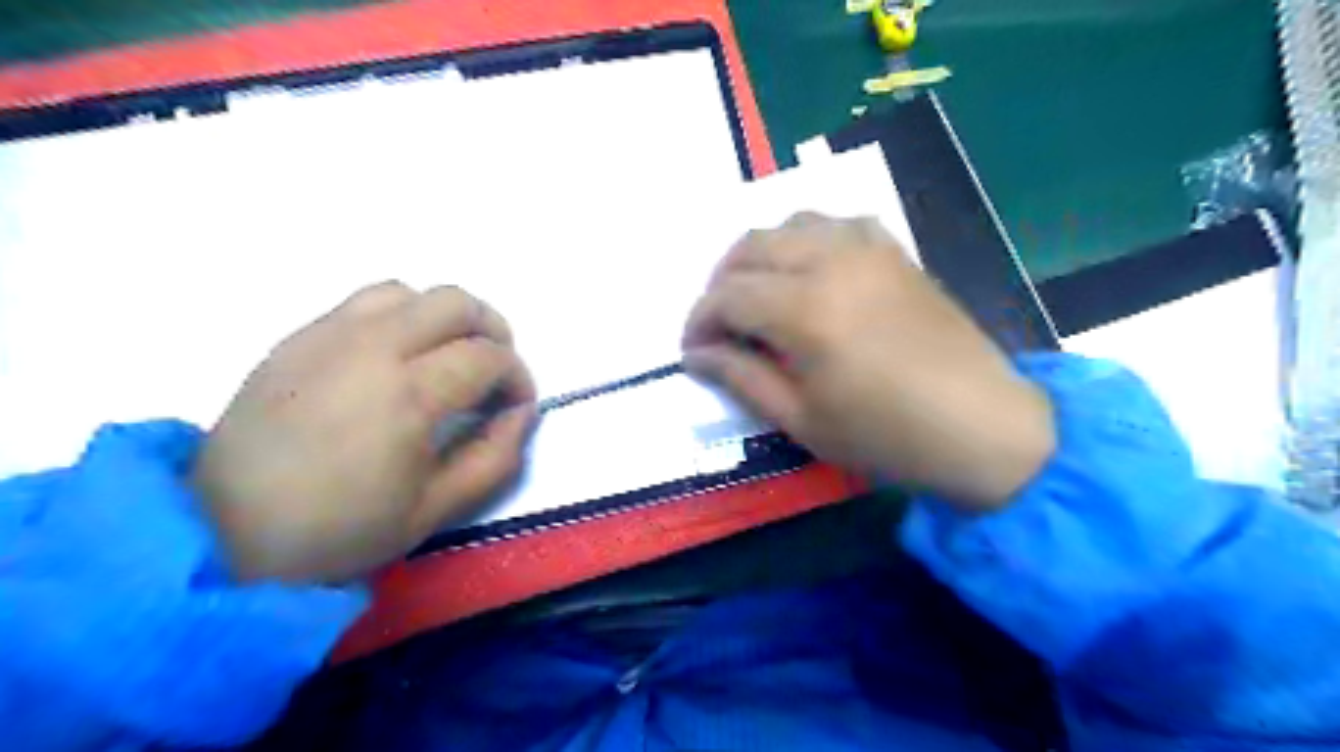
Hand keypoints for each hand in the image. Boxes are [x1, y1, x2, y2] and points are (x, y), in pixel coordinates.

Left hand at [194, 281, 537, 581]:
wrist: (223, 532)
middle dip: (492, 331)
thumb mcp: (436, 509)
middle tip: (492, 372)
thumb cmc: (339, 530)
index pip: (488, 355)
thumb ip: (495, 457)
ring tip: (445, 358)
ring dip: (443, 318)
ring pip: (409, 292)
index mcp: (407, 394)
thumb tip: (522, 412)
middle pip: (455, 302)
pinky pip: (365, 304)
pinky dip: (400, 319)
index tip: (516, 405)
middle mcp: (371, 347)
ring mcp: (327, 336)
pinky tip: (395, 360)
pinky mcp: (297, 337)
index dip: (517, 377)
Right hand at [684, 210, 1052, 511]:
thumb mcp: (801, 420)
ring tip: (756, 293)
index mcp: (805, 309)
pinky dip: (807, 238)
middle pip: (750, 247)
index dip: (699, 322)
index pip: (727, 296)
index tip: (693, 351)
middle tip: (718, 325)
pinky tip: (809, 270)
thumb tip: (696, 355)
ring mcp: (867, 249)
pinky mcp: (894, 251)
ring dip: (759, 254)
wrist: (980, 426)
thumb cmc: (885, 435)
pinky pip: (837, 222)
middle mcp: (831, 261)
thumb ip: (742, 378)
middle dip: (720, 283)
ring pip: (790, 223)